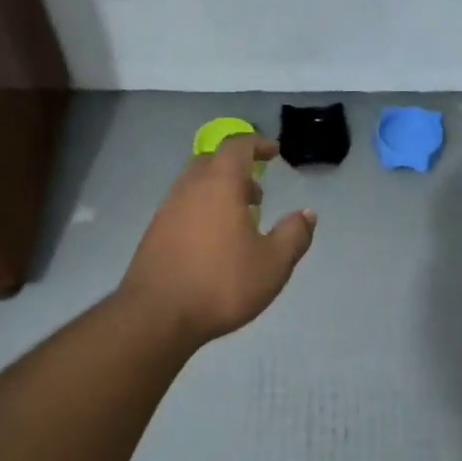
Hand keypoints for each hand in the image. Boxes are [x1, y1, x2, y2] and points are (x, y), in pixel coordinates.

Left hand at [120, 135, 316, 344]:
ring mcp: (167, 210)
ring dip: (220, 193)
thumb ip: (294, 235)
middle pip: (212, 162)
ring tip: (240, 222)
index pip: (237, 146)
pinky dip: (203, 211)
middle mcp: (189, 188)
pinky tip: (215, 243)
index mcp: (219, 185)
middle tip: (258, 194)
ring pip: (195, 186)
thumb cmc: (221, 284)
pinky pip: (183, 207)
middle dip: (238, 169)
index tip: (275, 152)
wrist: (156, 316)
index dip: (258, 144)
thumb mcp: (273, 264)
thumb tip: (307, 214)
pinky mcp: (154, 233)